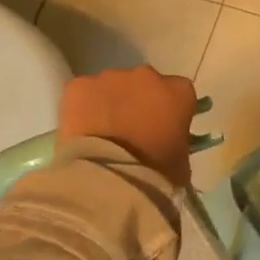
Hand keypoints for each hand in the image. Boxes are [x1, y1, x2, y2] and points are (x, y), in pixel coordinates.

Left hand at [55, 66, 198, 187]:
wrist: (109, 183)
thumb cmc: (154, 177)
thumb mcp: (180, 160)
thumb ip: (174, 139)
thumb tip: (163, 141)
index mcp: (178, 92)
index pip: (177, 93)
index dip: (166, 110)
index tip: (160, 129)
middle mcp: (146, 76)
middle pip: (142, 83)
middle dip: (136, 102)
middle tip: (128, 133)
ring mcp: (111, 78)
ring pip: (110, 87)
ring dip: (108, 104)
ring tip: (101, 136)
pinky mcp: (79, 86)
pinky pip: (81, 93)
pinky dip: (81, 109)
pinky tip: (80, 133)